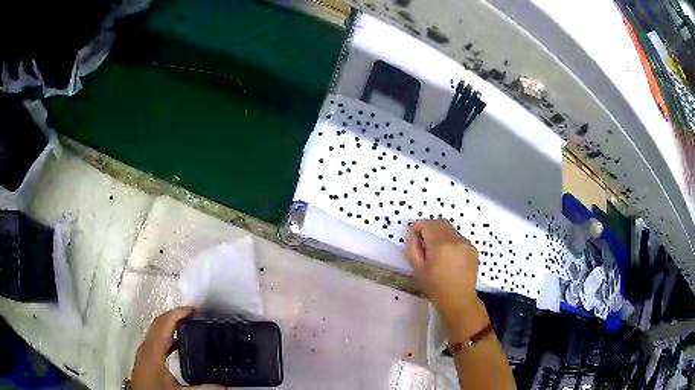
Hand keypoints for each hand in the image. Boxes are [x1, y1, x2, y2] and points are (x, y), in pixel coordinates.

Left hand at [131, 307, 222, 389]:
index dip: (177, 314)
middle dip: (175, 316)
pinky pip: (156, 340)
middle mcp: (146, 348)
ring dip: (171, 326)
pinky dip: (167, 336)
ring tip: (188, 325)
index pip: (163, 325)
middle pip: (158, 324)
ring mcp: (144, 353)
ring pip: (156, 332)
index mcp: (152, 352)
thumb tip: (225, 385)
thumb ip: (202, 388)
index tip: (194, 309)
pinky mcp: (145, 360)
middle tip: (194, 314)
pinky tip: (178, 344)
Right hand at [406, 219, 488, 340]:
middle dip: (429, 228)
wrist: (458, 300)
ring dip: (441, 234)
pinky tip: (449, 257)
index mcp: (440, 245)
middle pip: (440, 222)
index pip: (426, 224)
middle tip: (424, 243)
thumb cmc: (435, 287)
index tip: (414, 239)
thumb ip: (413, 247)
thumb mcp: (417, 269)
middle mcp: (456, 239)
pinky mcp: (473, 248)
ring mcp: (467, 243)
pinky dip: (451, 241)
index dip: (417, 228)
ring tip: (437, 252)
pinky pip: (459, 237)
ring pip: (450, 229)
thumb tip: (413, 234)